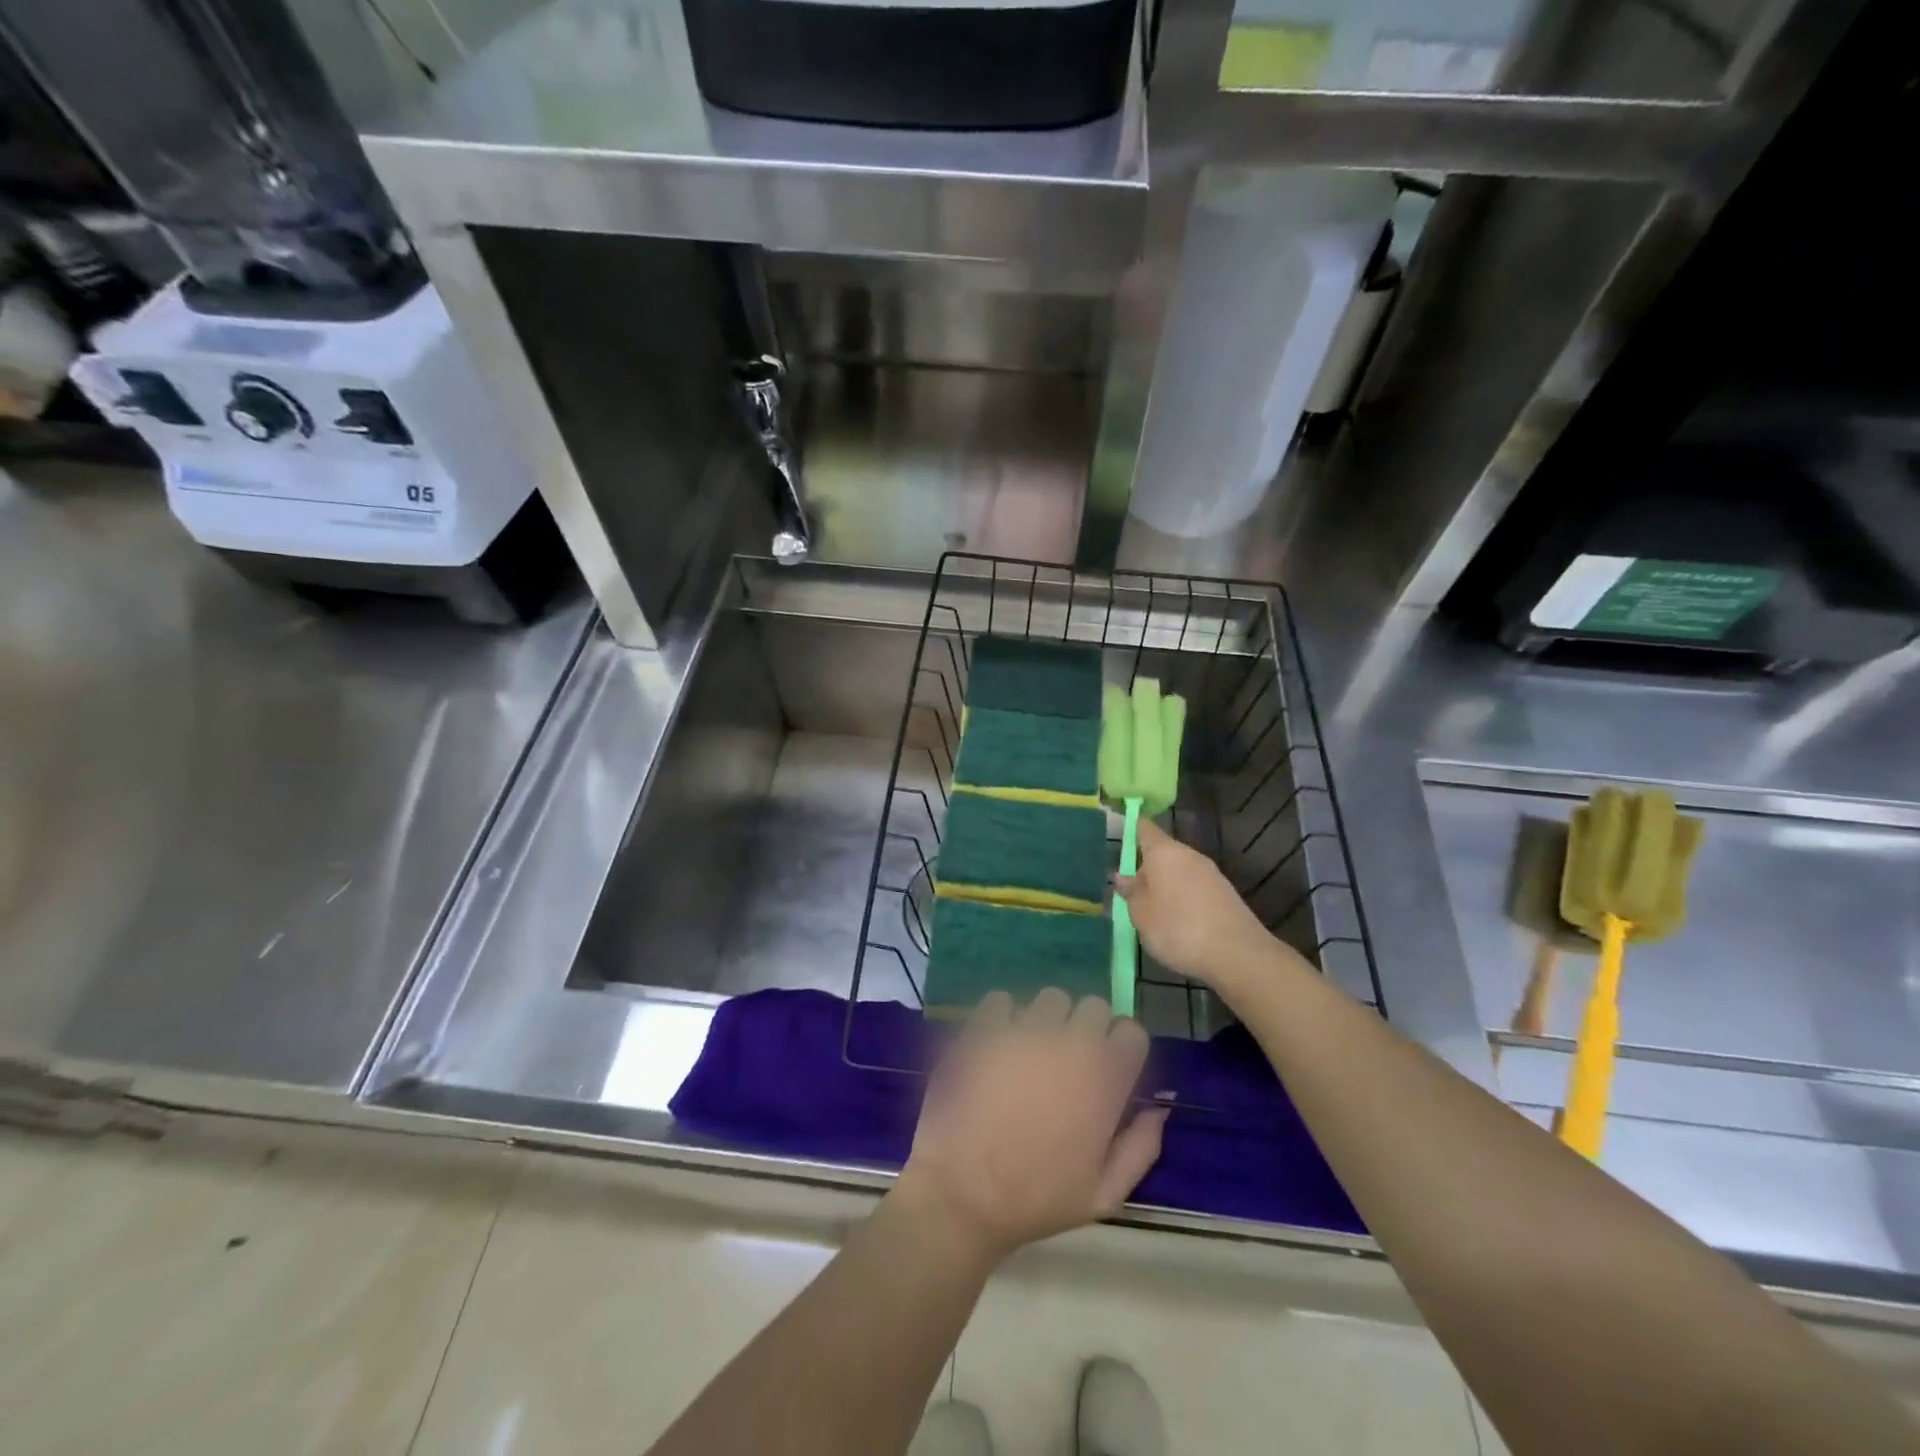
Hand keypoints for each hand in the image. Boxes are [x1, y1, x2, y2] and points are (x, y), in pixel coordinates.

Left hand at [893, 989, 1167, 1263]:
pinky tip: (996, 1045)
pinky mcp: (984, 1027)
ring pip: (1050, 998)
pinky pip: (1001, 1000)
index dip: (1121, 1047)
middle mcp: (1070, 1044)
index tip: (1108, 1066)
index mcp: (1104, 1081)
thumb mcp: (1104, 1194)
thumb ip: (1141, 1147)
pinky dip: (1002, 1017)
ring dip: (1047, 1019)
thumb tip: (1161, 1107)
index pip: (1132, 1031)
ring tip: (1030, 1051)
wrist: (962, 1195)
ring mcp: (1025, 1031)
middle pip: (1094, 1006)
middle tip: (1068, 1059)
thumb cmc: (1037, 1200)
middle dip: (1087, 1028)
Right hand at [1116, 818, 1289, 987]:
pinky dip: (1184, 899)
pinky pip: (1196, 888)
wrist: (1237, 954)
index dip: (1131, 830)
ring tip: (1154, 913)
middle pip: (1163, 852)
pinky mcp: (1226, 893)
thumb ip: (1131, 892)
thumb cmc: (1177, 928)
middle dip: (1147, 868)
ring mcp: (1211, 873)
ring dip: (1166, 886)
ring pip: (1180, 871)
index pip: (1144, 828)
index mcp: (1164, 851)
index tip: (1120, 839)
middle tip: (1132, 893)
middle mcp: (1189, 854)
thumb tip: (1123, 876)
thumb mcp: (1141, 914)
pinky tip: (1180, 924)